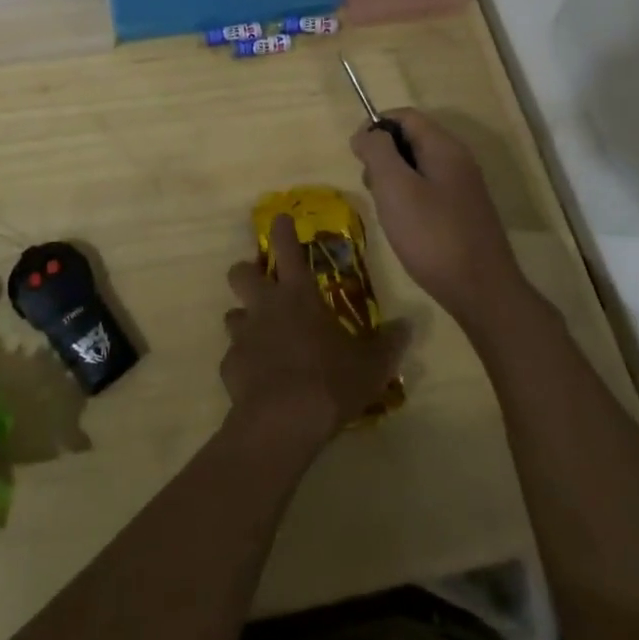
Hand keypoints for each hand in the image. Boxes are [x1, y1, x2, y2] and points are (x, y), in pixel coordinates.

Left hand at [220, 216, 410, 447]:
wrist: (283, 420)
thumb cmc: (330, 380)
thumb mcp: (371, 364)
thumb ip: (388, 344)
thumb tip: (409, 325)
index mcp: (298, 295)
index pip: (287, 249)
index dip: (282, 230)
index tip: (278, 219)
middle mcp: (265, 306)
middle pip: (240, 273)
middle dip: (247, 272)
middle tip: (262, 284)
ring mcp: (243, 335)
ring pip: (233, 314)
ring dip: (245, 320)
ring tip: (262, 337)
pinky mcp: (229, 366)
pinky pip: (234, 356)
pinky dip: (244, 362)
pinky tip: (259, 379)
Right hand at [350, 110, 527, 326]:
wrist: (482, 291)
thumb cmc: (432, 236)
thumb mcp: (395, 188)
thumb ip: (377, 152)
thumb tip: (365, 133)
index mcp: (444, 147)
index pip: (405, 116)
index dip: (375, 127)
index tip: (357, 156)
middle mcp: (458, 160)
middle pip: (412, 139)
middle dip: (383, 155)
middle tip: (371, 187)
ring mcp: (464, 188)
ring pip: (418, 167)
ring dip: (394, 180)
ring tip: (386, 211)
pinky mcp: (463, 213)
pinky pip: (429, 190)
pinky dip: (409, 199)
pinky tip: (404, 227)